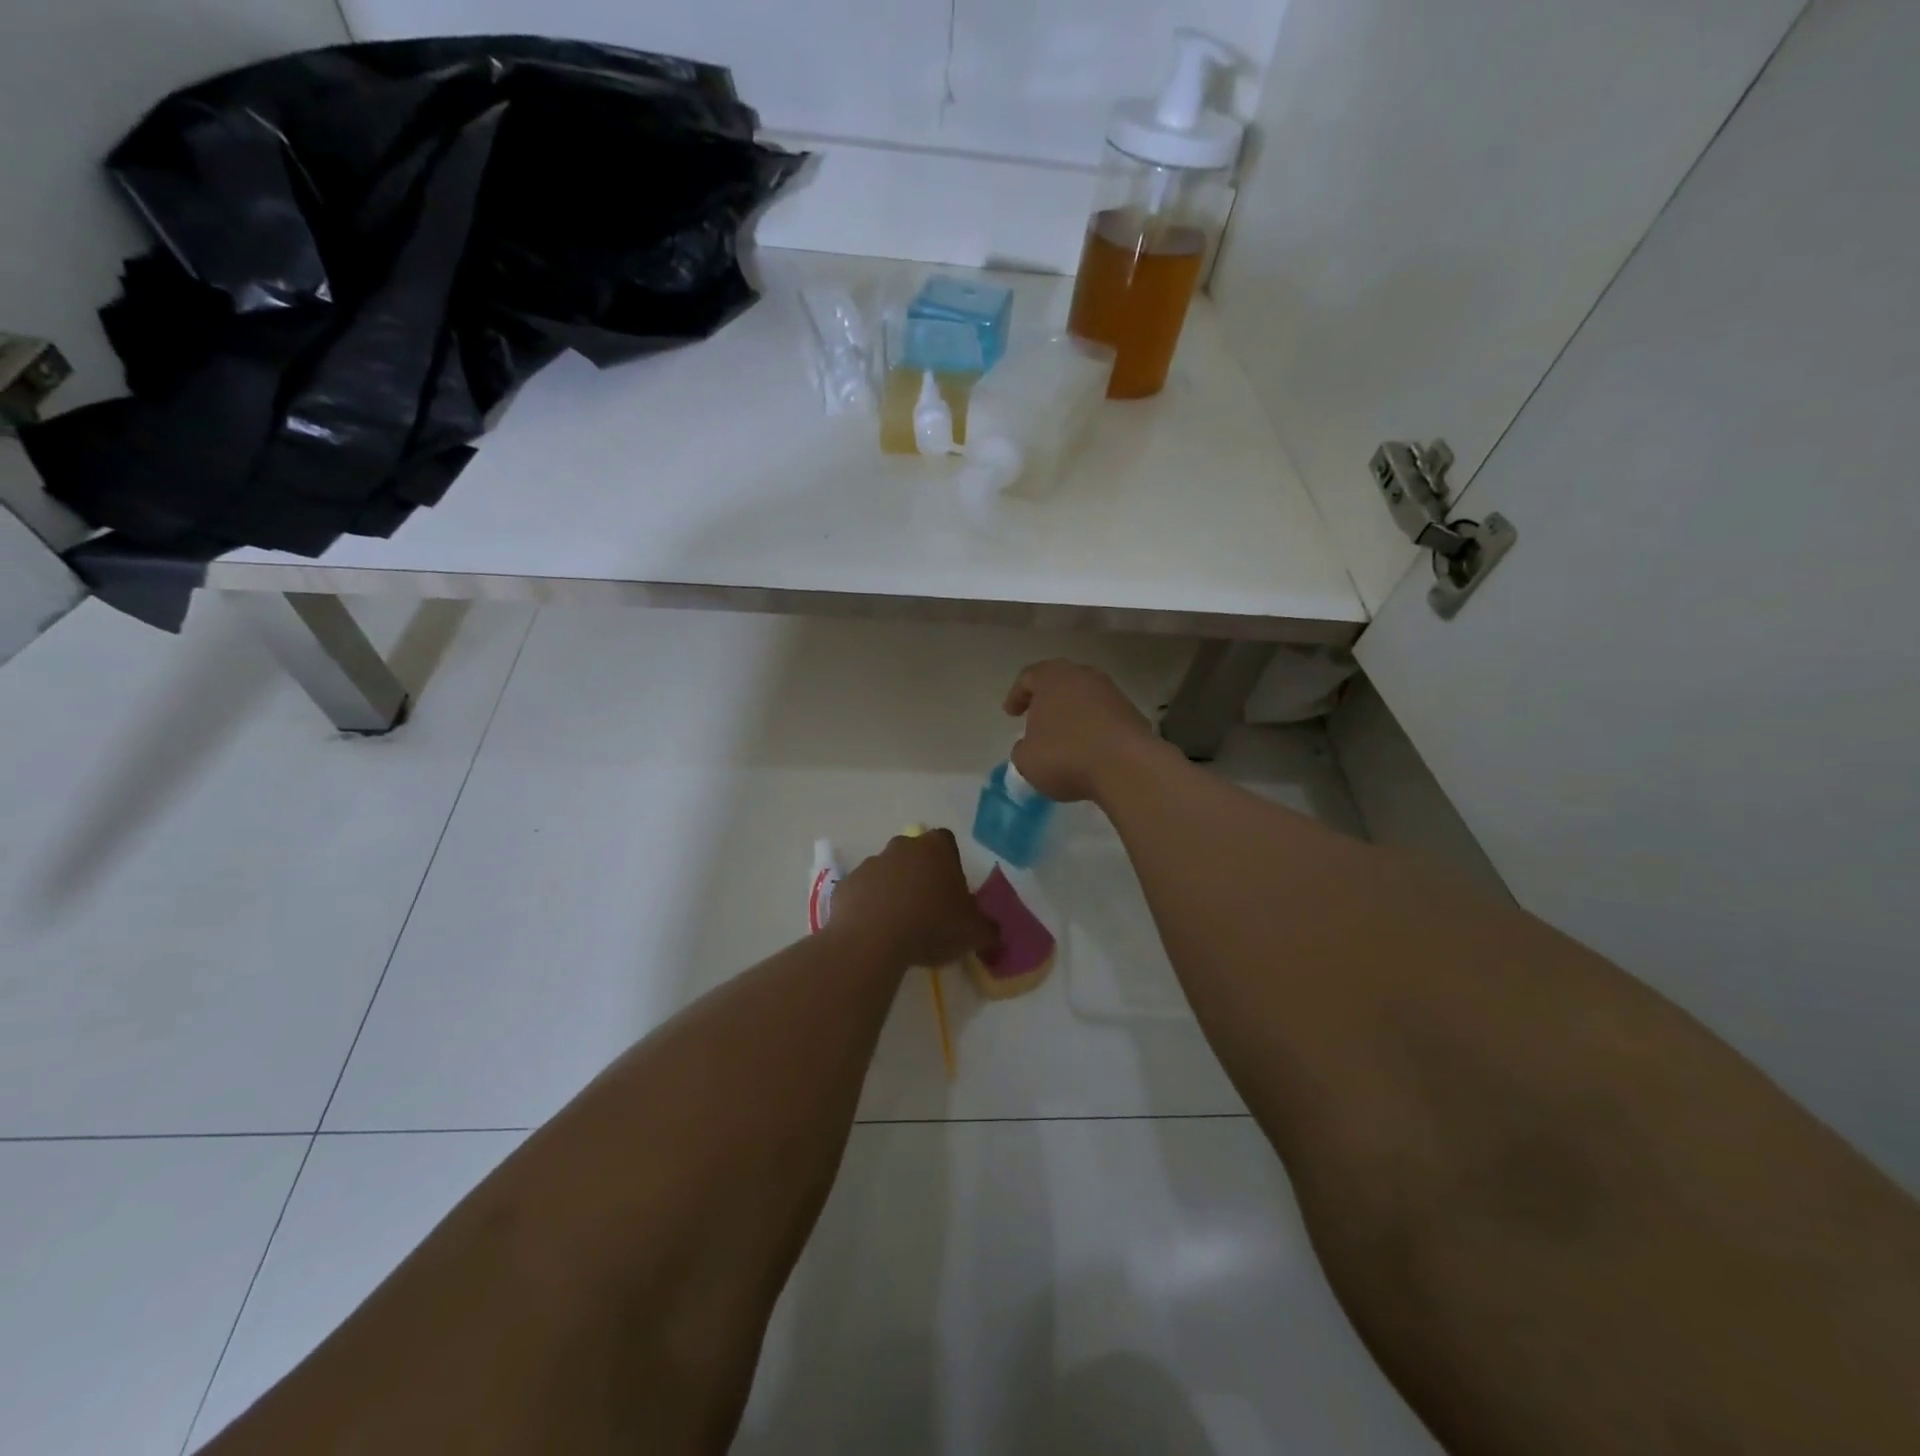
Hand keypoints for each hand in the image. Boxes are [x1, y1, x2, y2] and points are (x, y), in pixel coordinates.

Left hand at [830, 829, 997, 967]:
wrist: (872, 940)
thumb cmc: (931, 926)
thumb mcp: (973, 933)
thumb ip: (989, 930)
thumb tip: (995, 935)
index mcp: (935, 849)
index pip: (947, 843)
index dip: (950, 865)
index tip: (952, 892)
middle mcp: (902, 847)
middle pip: (915, 855)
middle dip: (921, 876)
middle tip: (928, 909)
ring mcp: (870, 863)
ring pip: (887, 873)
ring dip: (893, 891)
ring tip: (900, 925)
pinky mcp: (846, 884)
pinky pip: (863, 892)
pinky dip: (868, 906)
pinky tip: (875, 931)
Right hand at [1003, 660, 1162, 804]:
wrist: (1126, 767)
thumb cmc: (1065, 756)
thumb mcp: (1026, 760)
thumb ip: (1022, 749)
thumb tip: (1029, 747)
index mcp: (1052, 678)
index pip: (1028, 677)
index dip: (1016, 695)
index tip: (1011, 714)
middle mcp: (1084, 676)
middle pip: (1060, 682)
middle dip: (1047, 700)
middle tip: (1036, 719)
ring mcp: (1113, 693)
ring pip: (1085, 698)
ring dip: (1073, 714)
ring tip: (1064, 738)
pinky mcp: (1133, 714)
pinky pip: (1105, 717)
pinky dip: (1094, 728)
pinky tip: (1089, 750)